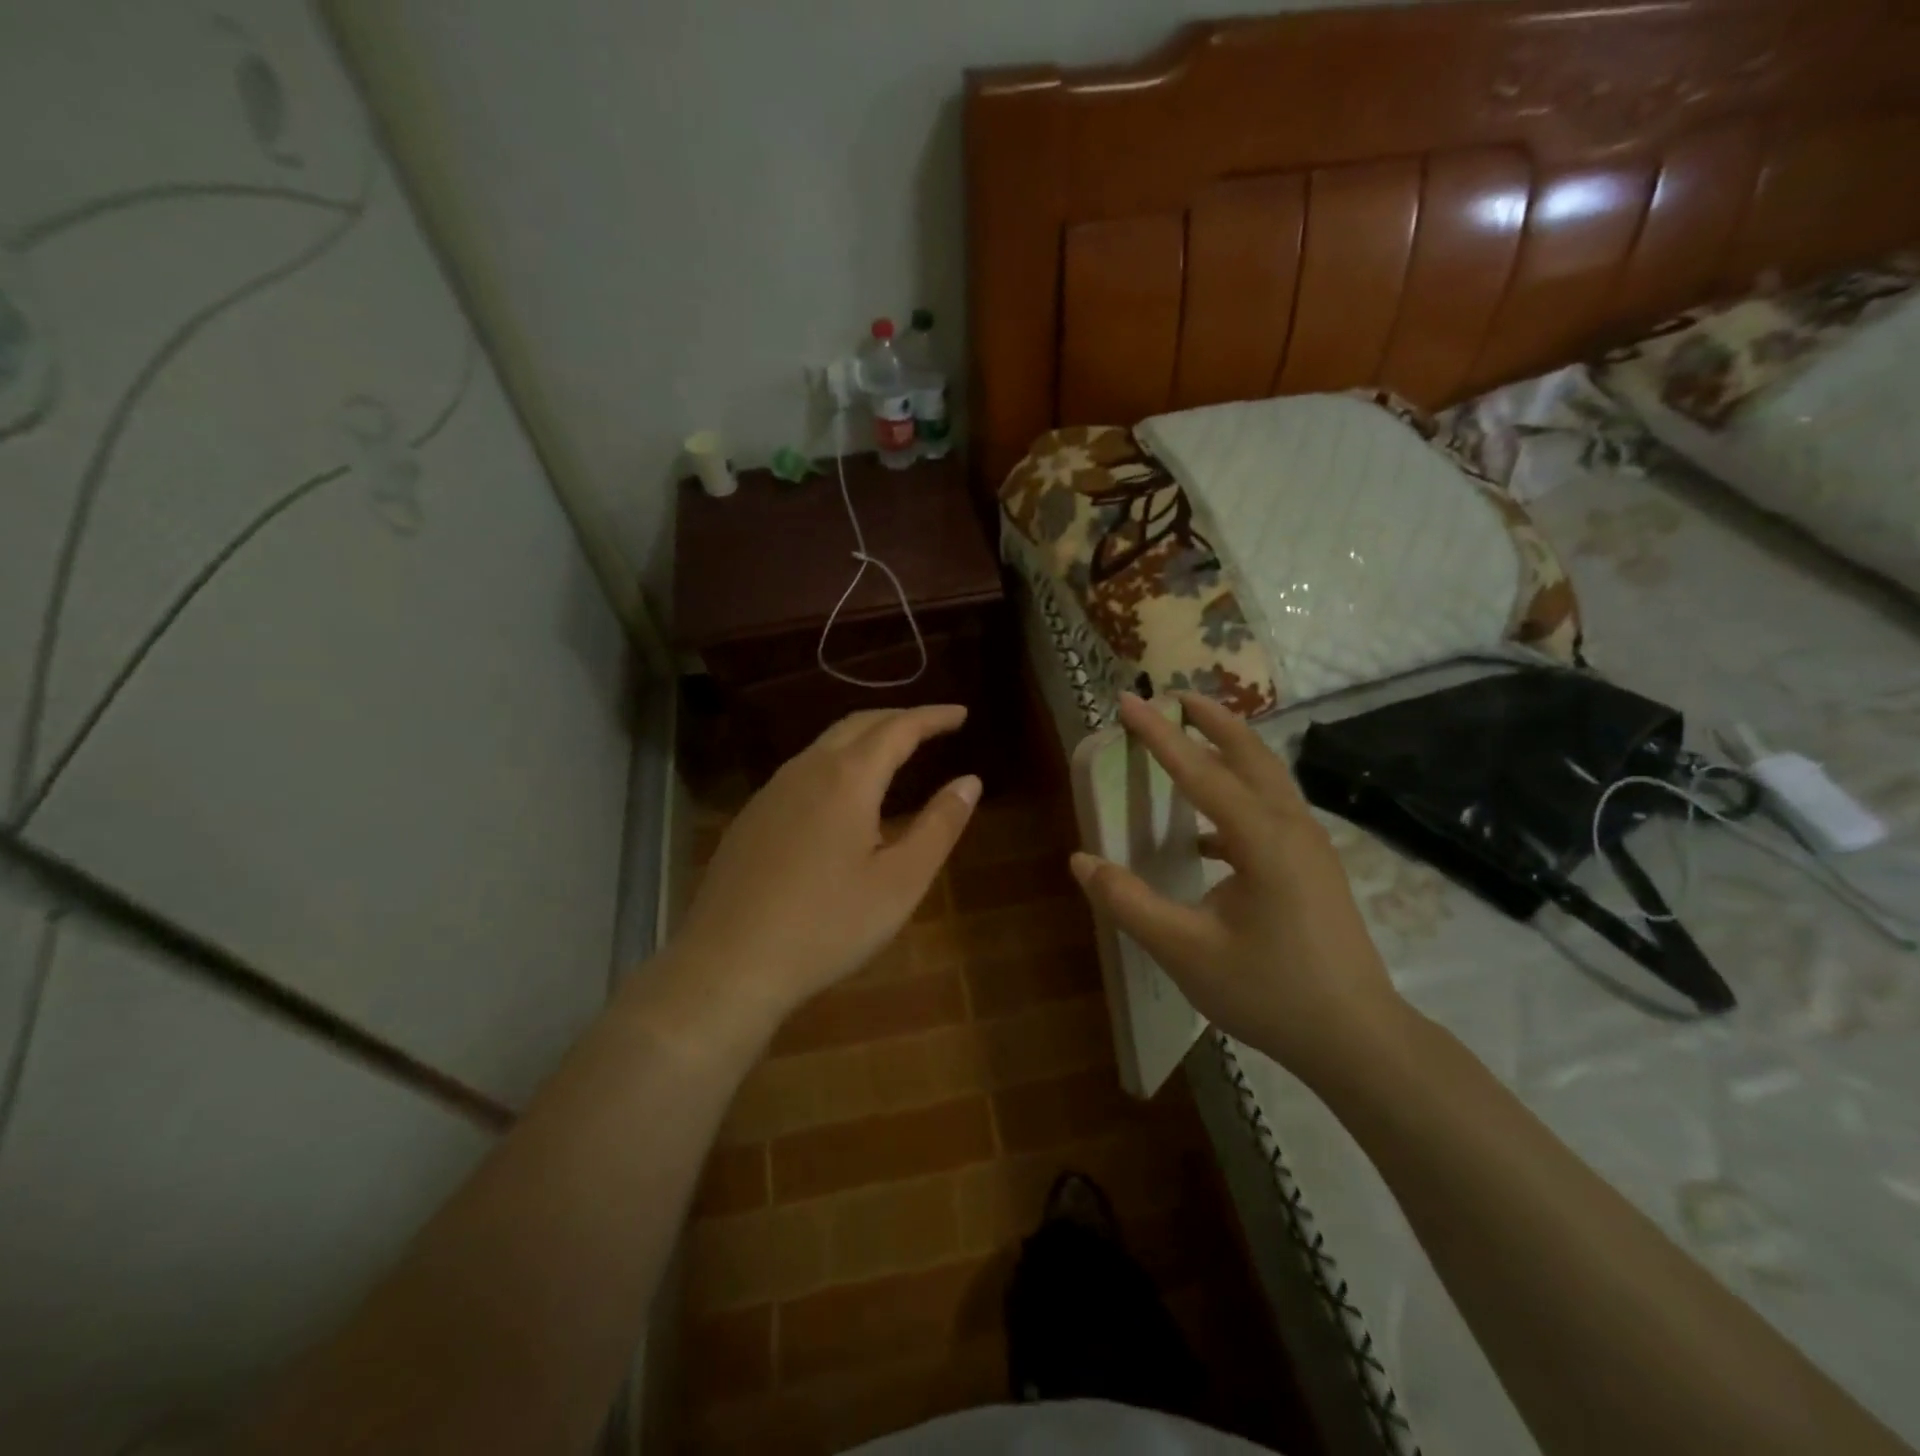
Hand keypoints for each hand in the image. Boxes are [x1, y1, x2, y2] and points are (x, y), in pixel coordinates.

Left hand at [675, 706, 979, 1024]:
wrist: (728, 964)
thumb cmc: (828, 925)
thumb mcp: (900, 882)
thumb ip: (939, 825)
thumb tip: (970, 781)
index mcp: (848, 779)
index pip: (899, 728)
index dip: (933, 717)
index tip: (962, 713)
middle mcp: (806, 770)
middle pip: (858, 725)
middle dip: (898, 718)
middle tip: (932, 726)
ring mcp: (771, 791)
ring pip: (825, 745)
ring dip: (864, 738)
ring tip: (893, 752)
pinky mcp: (751, 816)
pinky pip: (802, 770)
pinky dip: (836, 763)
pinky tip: (841, 794)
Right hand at [1070, 692, 1407, 1082]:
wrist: (1358, 1039)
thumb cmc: (1270, 992)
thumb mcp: (1185, 952)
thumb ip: (1128, 902)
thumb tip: (1081, 860)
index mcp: (1262, 839)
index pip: (1200, 771)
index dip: (1159, 734)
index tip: (1128, 700)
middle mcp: (1291, 827)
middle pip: (1250, 754)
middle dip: (1211, 720)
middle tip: (1174, 696)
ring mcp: (1310, 846)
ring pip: (1266, 778)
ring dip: (1229, 750)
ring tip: (1192, 739)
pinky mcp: (1314, 866)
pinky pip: (1271, 810)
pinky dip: (1237, 796)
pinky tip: (1206, 833)